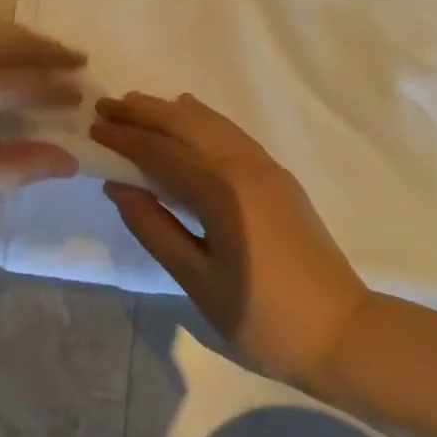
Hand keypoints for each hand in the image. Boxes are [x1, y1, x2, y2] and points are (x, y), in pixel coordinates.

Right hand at [92, 92, 372, 391]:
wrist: (343, 332)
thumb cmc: (263, 318)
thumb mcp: (198, 280)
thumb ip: (155, 229)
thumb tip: (119, 187)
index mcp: (221, 191)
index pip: (161, 153)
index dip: (125, 139)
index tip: (93, 128)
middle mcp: (244, 166)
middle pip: (185, 125)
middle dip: (143, 112)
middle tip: (106, 105)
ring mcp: (266, 168)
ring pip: (210, 123)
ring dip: (171, 111)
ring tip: (137, 104)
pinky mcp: (278, 177)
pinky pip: (231, 133)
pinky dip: (202, 120)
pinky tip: (189, 117)